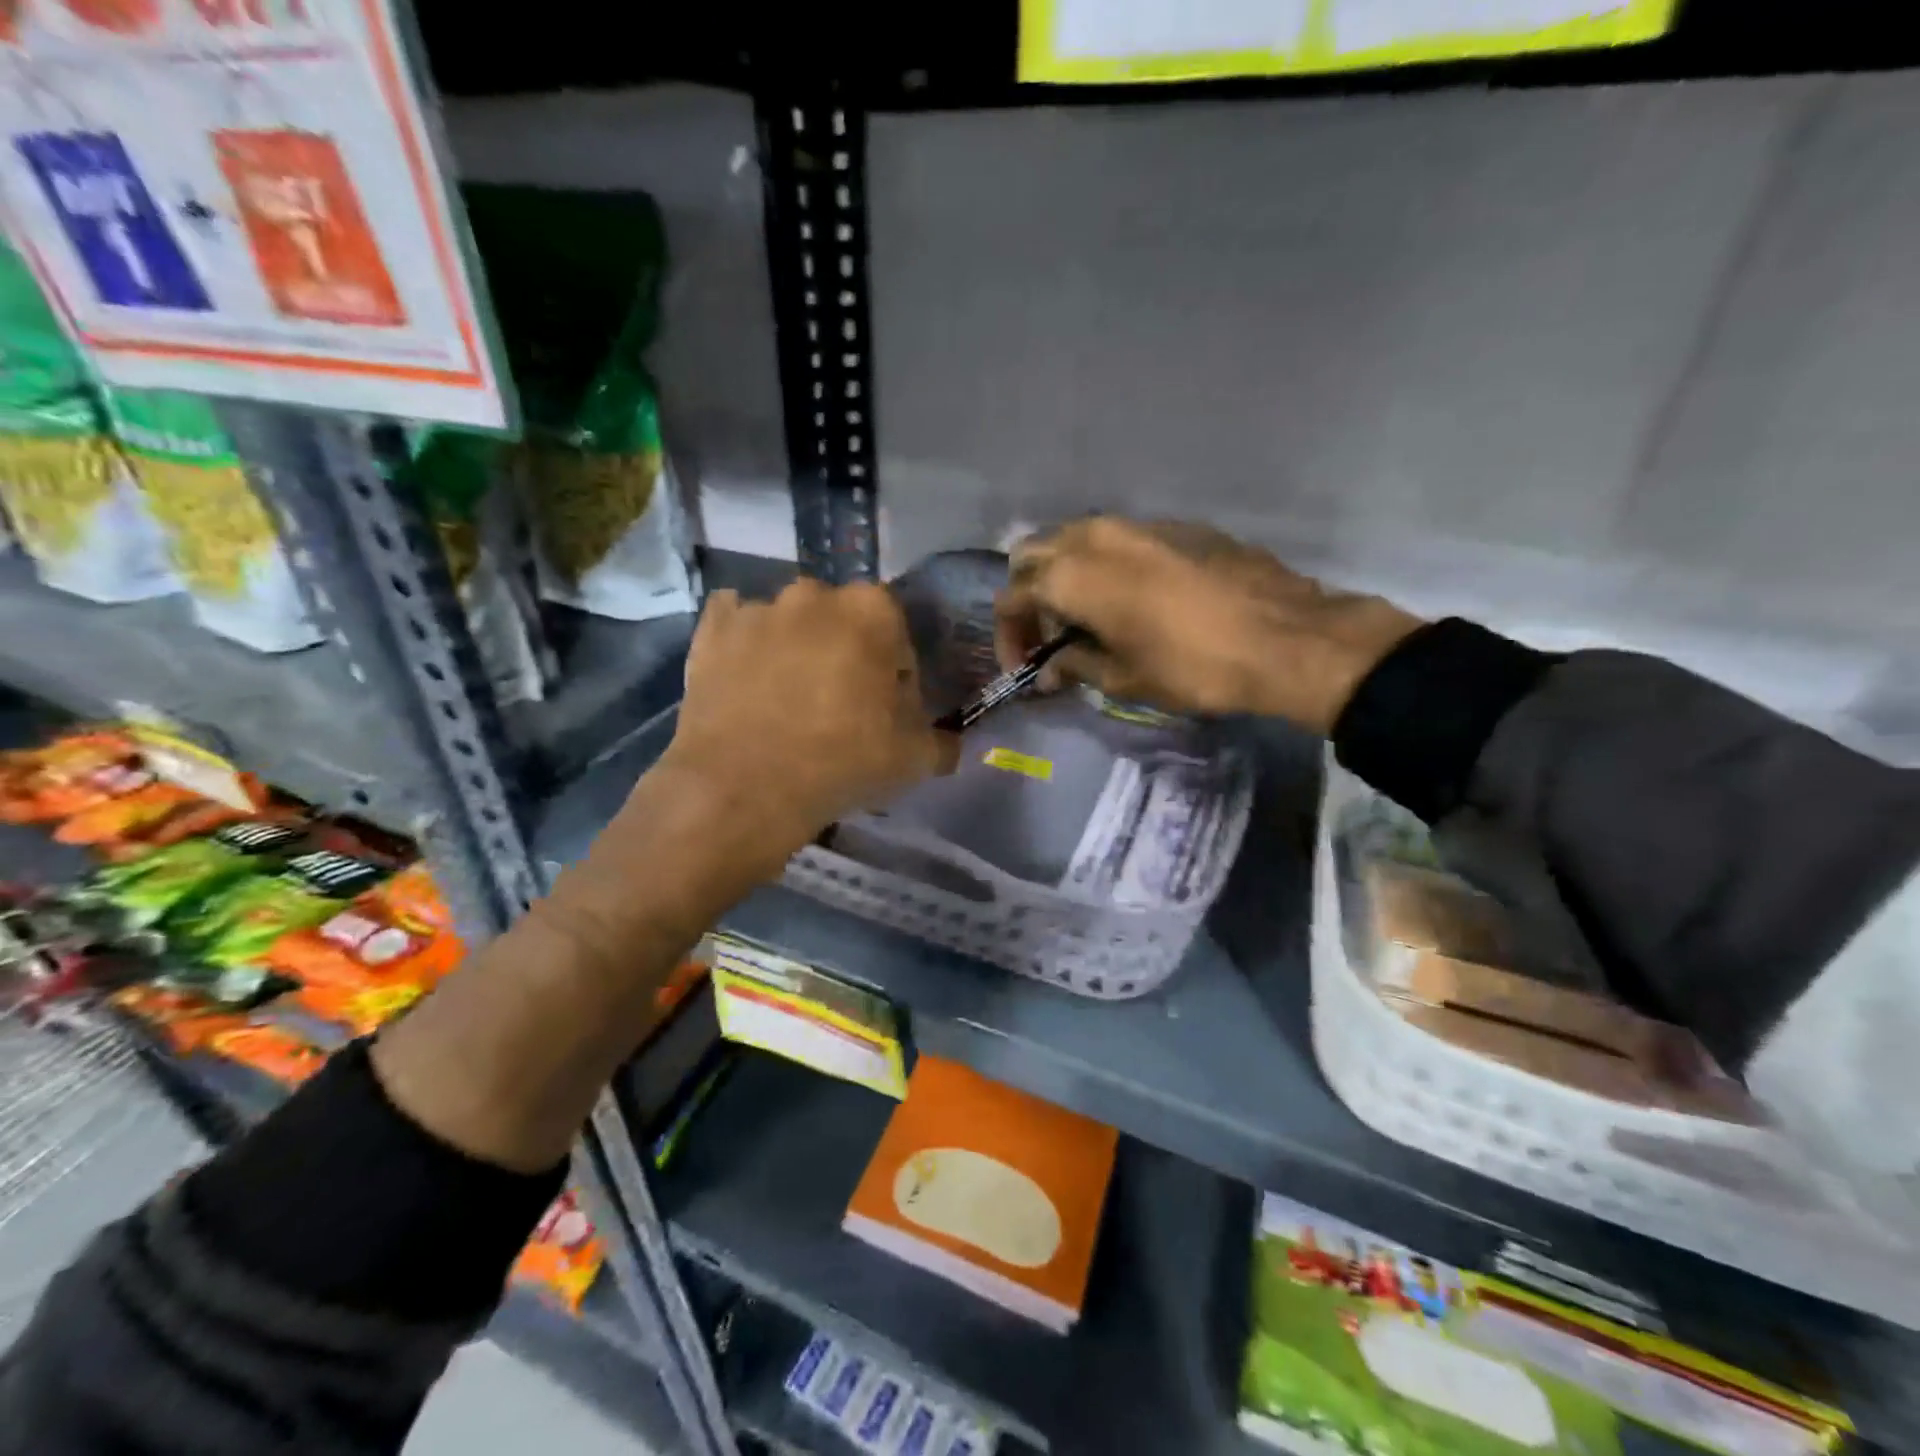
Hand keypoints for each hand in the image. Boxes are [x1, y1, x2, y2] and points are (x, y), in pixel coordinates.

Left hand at [662, 579, 958, 855]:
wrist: (743, 788)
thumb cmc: (842, 762)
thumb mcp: (915, 760)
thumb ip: (943, 741)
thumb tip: (950, 741)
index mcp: (873, 610)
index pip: (898, 639)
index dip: (895, 678)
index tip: (886, 713)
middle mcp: (815, 594)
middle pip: (843, 624)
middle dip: (846, 655)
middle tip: (839, 706)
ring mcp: (758, 608)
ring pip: (790, 625)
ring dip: (796, 650)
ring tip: (786, 701)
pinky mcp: (712, 630)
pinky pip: (736, 626)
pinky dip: (744, 645)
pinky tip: (746, 680)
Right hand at [994, 518, 1422, 734]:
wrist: (1286, 636)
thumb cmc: (1192, 666)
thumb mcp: (1123, 678)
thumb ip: (1074, 665)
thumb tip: (1050, 668)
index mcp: (1072, 574)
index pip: (1013, 596)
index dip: (1009, 635)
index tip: (1025, 666)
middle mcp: (1095, 536)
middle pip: (1034, 555)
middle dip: (1031, 596)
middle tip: (1050, 637)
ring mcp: (1137, 523)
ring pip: (1075, 539)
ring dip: (1066, 577)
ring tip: (1088, 619)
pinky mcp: (1174, 525)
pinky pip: (1118, 540)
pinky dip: (1105, 567)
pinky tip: (1132, 600)